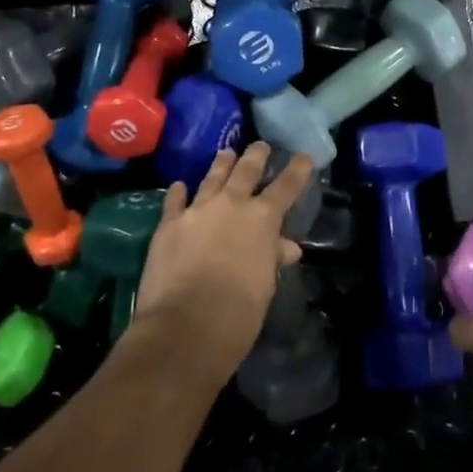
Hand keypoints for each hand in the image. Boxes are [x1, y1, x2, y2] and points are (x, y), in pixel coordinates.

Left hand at [131, 143, 309, 383]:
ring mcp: (197, 211)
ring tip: (227, 152)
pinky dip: (178, 192)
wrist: (185, 326)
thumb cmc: (238, 312)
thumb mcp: (265, 285)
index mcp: (262, 219)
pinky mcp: (168, 225)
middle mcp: (231, 205)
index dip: (297, 170)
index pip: (286, 187)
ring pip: (212, 178)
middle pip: (246, 171)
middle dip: (256, 156)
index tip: (304, 155)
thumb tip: (287, 246)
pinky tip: (179, 185)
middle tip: (260, 145)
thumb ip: (272, 258)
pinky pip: (174, 201)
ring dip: (221, 164)